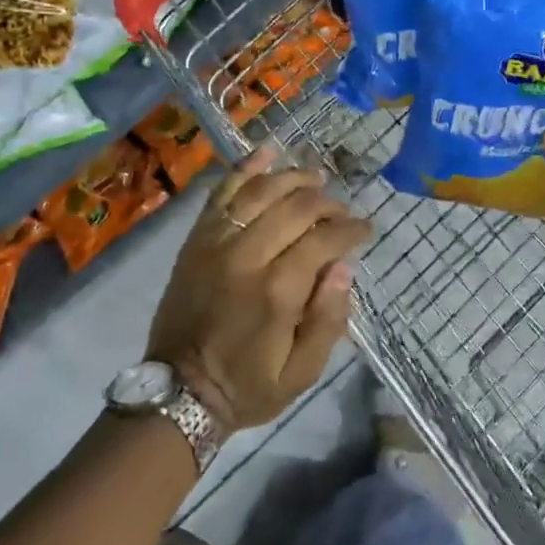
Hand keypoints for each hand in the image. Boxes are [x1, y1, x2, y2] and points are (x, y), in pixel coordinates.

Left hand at [148, 147, 371, 431]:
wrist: (178, 392)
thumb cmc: (247, 386)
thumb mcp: (301, 374)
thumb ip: (328, 320)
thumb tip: (343, 268)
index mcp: (278, 291)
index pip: (324, 240)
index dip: (352, 229)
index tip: (366, 230)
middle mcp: (247, 256)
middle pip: (297, 208)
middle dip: (328, 204)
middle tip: (343, 211)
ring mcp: (216, 243)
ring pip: (261, 191)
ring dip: (294, 178)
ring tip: (316, 178)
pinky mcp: (196, 239)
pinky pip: (221, 193)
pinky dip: (245, 169)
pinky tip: (266, 152)